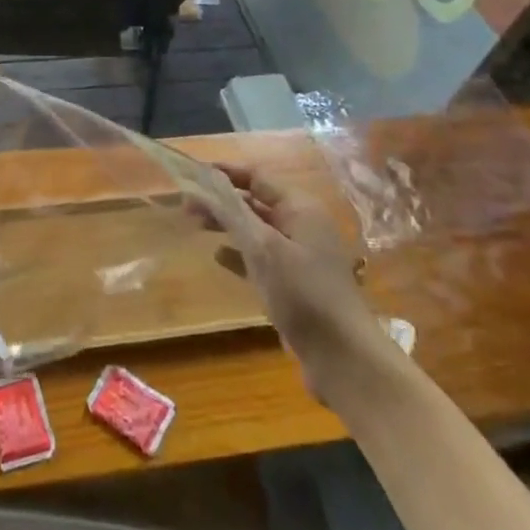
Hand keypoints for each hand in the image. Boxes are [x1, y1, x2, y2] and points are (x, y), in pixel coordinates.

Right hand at [206, 162, 394, 392]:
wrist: (343, 357)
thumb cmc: (303, 294)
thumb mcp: (263, 249)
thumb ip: (232, 214)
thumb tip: (204, 185)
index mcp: (300, 209)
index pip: (258, 178)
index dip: (225, 173)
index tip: (193, 173)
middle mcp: (302, 226)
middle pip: (256, 202)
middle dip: (222, 200)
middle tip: (186, 204)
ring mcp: (300, 256)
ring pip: (256, 229)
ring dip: (227, 224)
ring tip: (196, 224)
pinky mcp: (295, 282)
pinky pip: (261, 256)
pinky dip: (239, 252)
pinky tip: (218, 256)